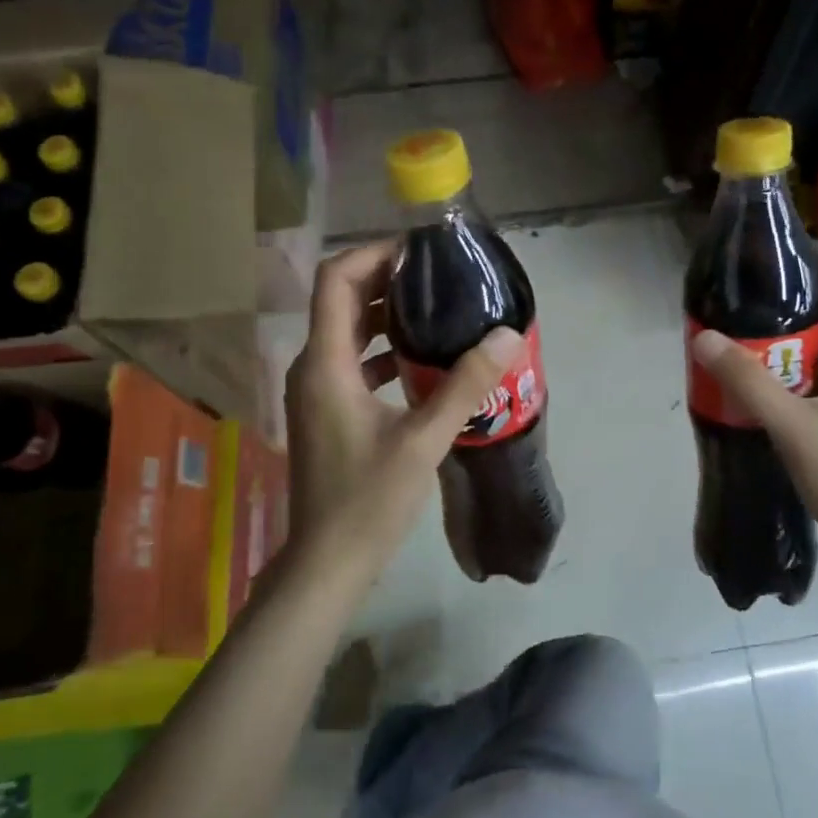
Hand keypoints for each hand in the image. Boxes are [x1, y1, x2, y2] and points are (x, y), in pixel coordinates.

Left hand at [285, 241, 524, 581]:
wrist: (326, 564)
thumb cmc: (368, 501)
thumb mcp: (423, 441)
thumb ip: (464, 386)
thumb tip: (506, 335)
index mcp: (325, 364)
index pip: (335, 280)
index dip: (373, 255)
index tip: (419, 253)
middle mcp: (312, 368)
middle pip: (341, 300)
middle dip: (386, 281)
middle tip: (439, 277)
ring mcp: (316, 391)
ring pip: (347, 331)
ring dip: (385, 315)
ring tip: (437, 309)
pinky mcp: (327, 411)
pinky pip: (352, 361)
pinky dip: (382, 349)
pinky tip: (421, 360)